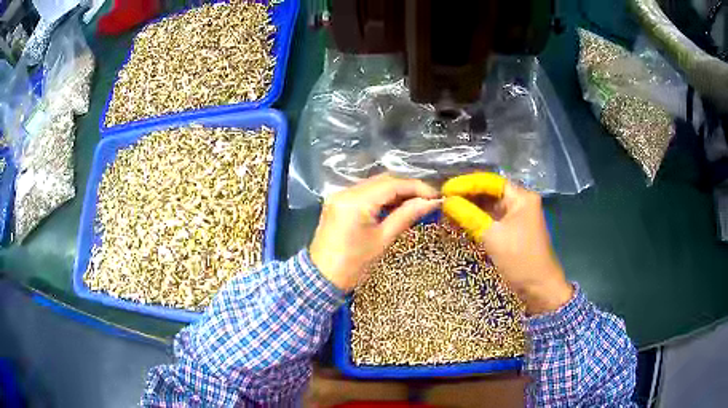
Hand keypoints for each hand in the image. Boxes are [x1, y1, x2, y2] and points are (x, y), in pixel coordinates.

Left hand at [310, 174, 440, 290]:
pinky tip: (396, 206)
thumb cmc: (353, 264)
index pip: (392, 184)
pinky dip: (381, 197)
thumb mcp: (382, 240)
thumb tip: (430, 203)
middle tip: (428, 200)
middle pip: (383, 181)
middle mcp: (345, 191)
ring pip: (374, 185)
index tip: (436, 196)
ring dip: (395, 191)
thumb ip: (406, 215)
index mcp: (355, 201)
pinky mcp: (338, 202)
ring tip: (416, 203)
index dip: (417, 187)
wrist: (322, 278)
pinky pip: (364, 193)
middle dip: (407, 188)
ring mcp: (339, 195)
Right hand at [441, 172, 572, 315]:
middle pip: (489, 192)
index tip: (445, 189)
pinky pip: (491, 219)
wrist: (538, 289)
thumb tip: (447, 201)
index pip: (490, 182)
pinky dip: (476, 219)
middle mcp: (519, 202)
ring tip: (447, 209)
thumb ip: (469, 216)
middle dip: (466, 195)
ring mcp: (516, 217)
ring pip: (489, 206)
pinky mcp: (511, 231)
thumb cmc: (520, 260)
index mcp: (521, 197)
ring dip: (469, 207)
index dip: (466, 184)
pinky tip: (459, 221)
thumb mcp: (493, 237)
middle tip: (442, 199)